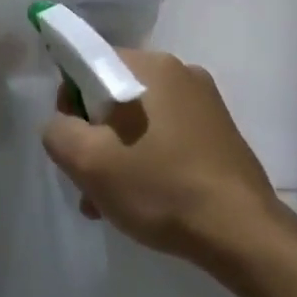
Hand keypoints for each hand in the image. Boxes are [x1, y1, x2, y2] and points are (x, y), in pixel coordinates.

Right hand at [40, 49, 289, 270]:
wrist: (239, 231)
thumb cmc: (158, 187)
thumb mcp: (87, 161)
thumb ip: (57, 130)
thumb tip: (65, 124)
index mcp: (149, 65)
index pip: (87, 64)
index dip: (69, 103)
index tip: (74, 143)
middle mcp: (179, 72)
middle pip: (111, 95)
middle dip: (94, 137)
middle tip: (90, 183)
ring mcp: (204, 102)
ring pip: (137, 120)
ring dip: (117, 155)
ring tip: (111, 203)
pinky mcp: (218, 131)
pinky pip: (165, 135)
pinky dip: (147, 159)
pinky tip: (145, 199)